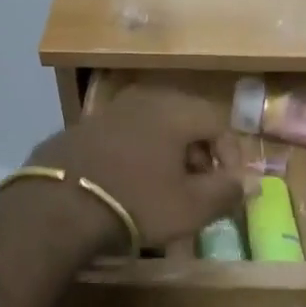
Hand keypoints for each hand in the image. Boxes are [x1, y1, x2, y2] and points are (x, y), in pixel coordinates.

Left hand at [25, 86, 247, 256]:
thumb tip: (249, 184)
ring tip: (162, 189)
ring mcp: (108, 111)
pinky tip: (125, 186)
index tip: (227, 187)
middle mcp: (144, 99)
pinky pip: (121, 138)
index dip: (231, 156)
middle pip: (185, 121)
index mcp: (175, 110)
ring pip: (152, 128)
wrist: (57, 206)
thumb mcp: (191, 207)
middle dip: (198, 155)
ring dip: (165, 155)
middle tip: (197, 188)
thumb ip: (226, 192)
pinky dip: (133, 156)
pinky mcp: (80, 128)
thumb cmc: (136, 202)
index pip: (219, 123)